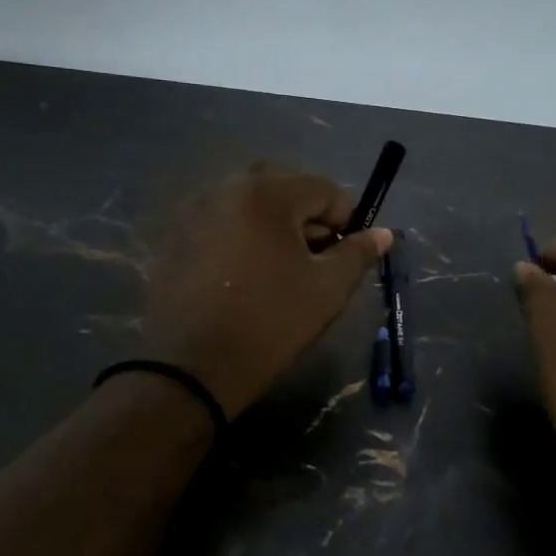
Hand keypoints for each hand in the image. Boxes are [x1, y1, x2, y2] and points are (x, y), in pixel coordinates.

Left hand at [140, 166, 393, 418]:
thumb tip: (382, 234)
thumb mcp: (326, 290)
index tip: (346, 255)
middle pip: (283, 186)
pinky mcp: (173, 236)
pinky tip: (242, 275)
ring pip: (248, 201)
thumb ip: (357, 254)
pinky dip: (240, 235)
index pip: (323, 188)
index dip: (345, 219)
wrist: (192, 369)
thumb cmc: (270, 324)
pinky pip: (219, 221)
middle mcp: (225, 187)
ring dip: (272, 223)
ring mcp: (193, 210)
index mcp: (266, 193)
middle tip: (313, 258)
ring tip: (278, 268)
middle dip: (307, 215)